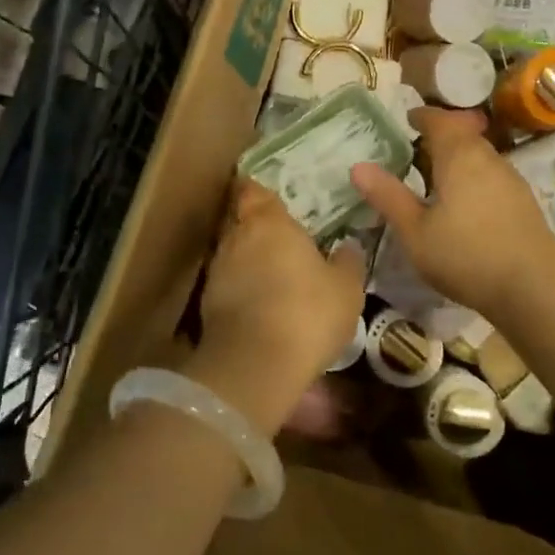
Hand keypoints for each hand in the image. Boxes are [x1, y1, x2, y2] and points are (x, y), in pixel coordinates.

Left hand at [184, 180, 365, 434]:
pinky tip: (259, 305)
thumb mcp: (345, 289)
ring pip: (232, 253)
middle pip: (241, 220)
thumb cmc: (307, 311)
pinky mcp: (206, 303)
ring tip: (271, 274)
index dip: (260, 192)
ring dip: (248, 260)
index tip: (272, 198)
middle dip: (256, 227)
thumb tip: (348, 246)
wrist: (254, 364)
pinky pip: (227, 284)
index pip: (254, 190)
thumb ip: (347, 262)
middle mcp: (237, 236)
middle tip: (280, 237)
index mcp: (269, 222)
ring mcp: (217, 270)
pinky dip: (240, 289)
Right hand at [350, 109, 554, 321]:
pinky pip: (491, 175)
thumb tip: (358, 166)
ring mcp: (511, 179)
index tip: (407, 119)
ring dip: (458, 156)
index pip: (439, 121)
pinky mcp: (523, 202)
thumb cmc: (466, 256)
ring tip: (436, 175)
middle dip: (441, 134)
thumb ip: (388, 197)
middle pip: (463, 134)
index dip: (422, 116)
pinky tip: (464, 202)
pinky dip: (473, 176)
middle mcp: (488, 158)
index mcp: (459, 156)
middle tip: (416, 147)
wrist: (535, 289)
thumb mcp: (415, 231)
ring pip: (480, 155)